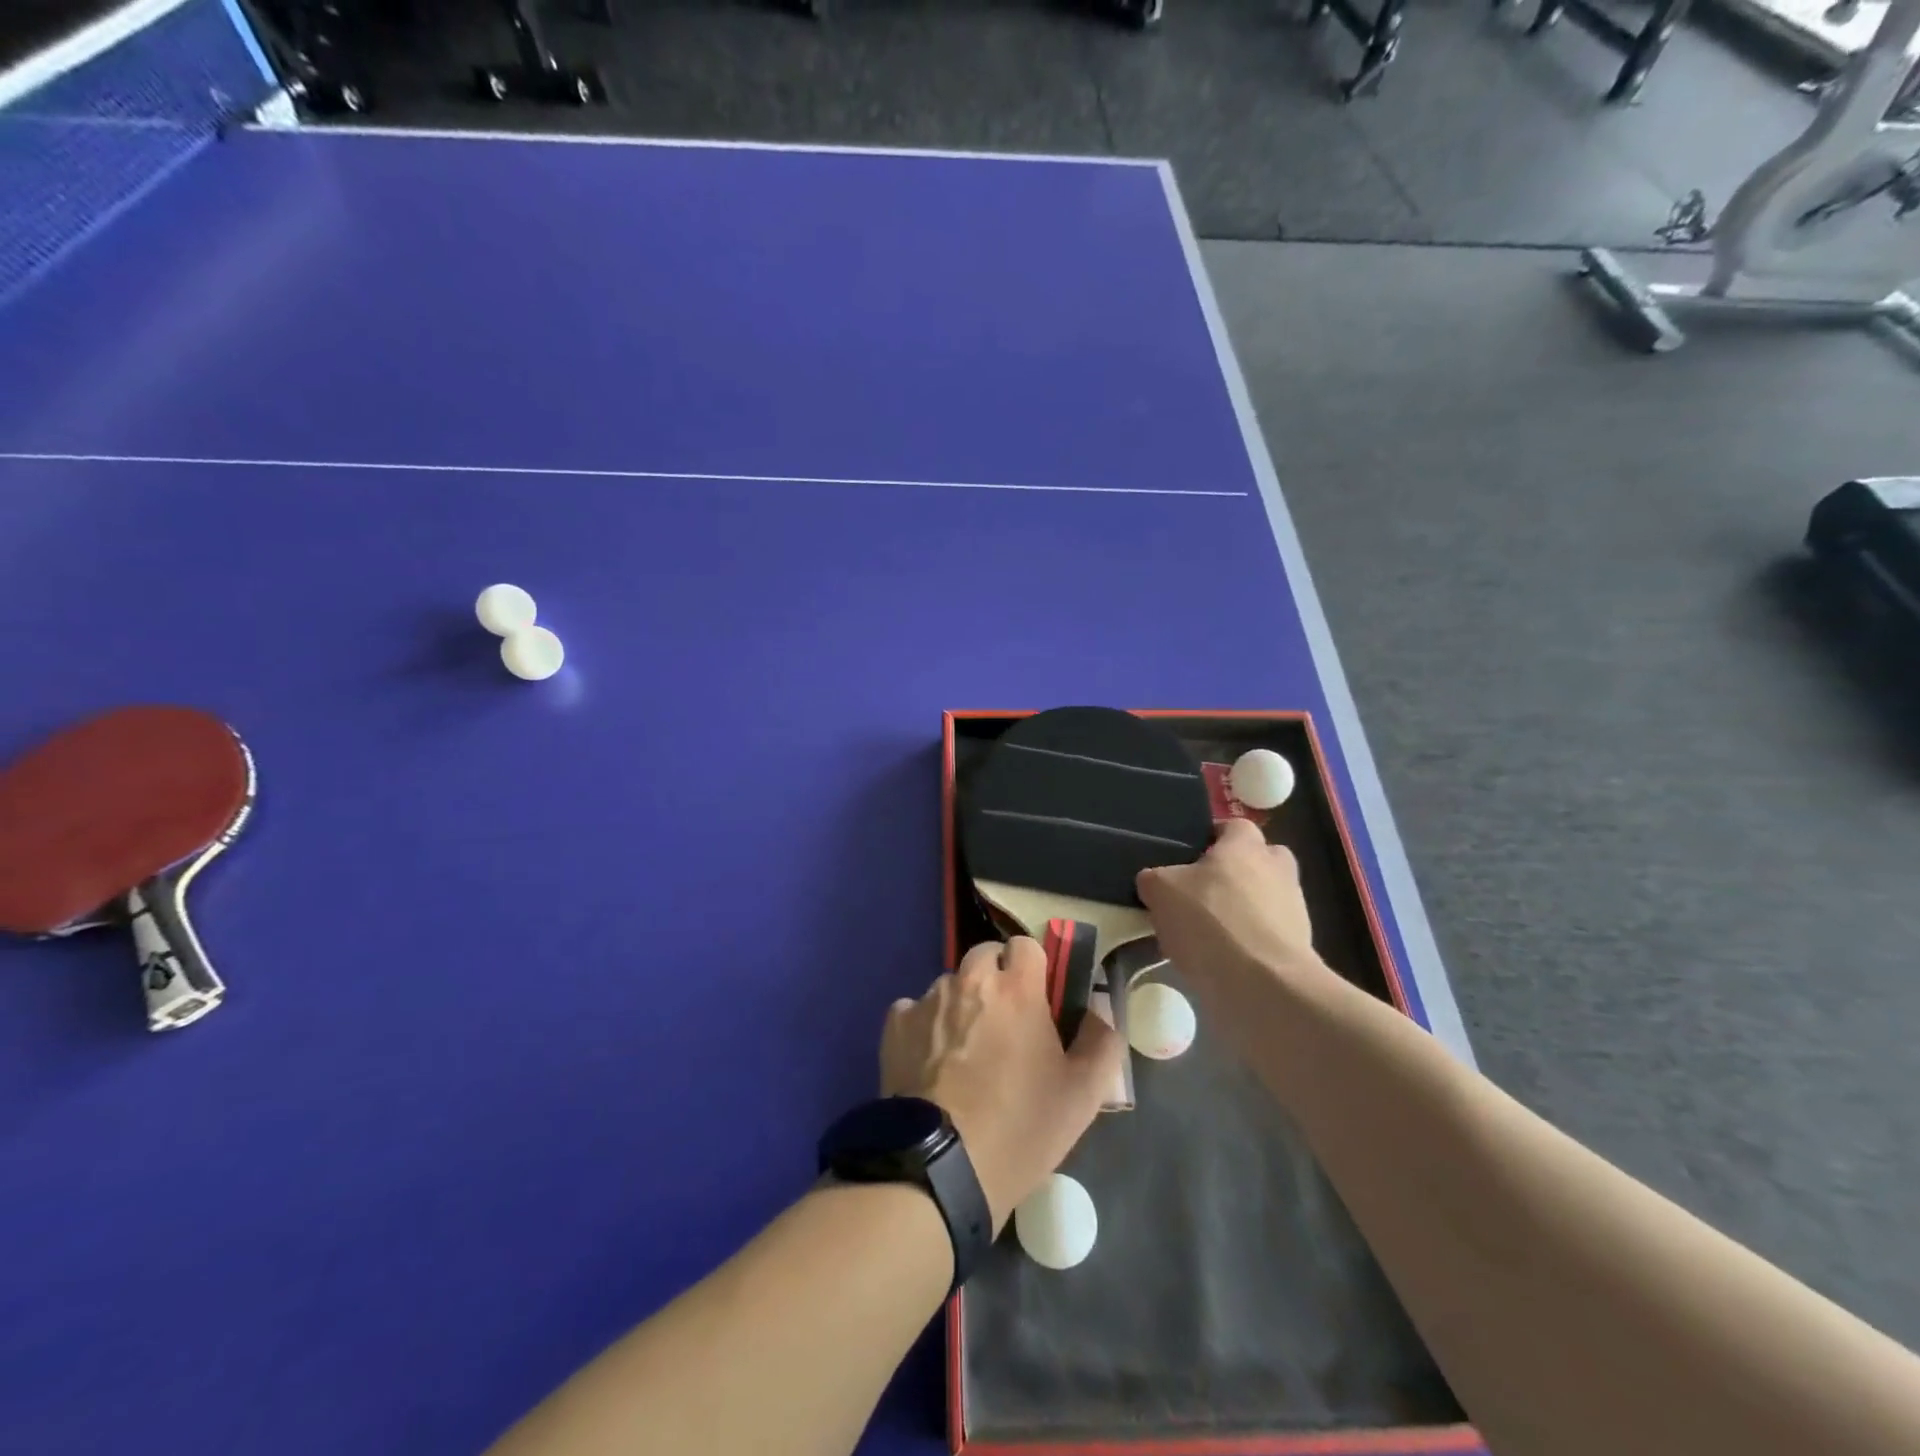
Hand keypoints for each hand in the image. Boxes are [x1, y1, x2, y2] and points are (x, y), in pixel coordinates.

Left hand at [881, 939, 1121, 1231]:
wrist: (941, 1167)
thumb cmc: (1020, 1127)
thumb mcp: (1083, 1096)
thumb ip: (1102, 1043)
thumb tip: (1101, 1011)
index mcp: (1017, 989)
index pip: (1025, 944)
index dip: (1033, 966)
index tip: (1037, 997)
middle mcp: (970, 980)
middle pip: (985, 955)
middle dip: (996, 976)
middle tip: (1004, 1021)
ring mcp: (928, 1000)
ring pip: (950, 983)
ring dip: (961, 1002)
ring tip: (964, 1049)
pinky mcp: (896, 1025)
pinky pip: (914, 1009)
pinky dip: (924, 1026)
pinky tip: (930, 1062)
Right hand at [1135, 818, 1332, 1013]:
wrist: (1263, 985)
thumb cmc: (1210, 921)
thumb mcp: (1160, 891)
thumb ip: (1154, 878)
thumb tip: (1154, 882)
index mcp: (1246, 845)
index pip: (1232, 826)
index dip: (1210, 837)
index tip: (1188, 855)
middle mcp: (1277, 869)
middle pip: (1258, 860)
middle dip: (1235, 872)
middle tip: (1203, 891)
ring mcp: (1294, 909)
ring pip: (1265, 898)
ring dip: (1243, 910)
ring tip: (1207, 934)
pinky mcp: (1299, 947)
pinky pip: (1268, 934)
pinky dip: (1249, 943)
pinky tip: (1223, 961)